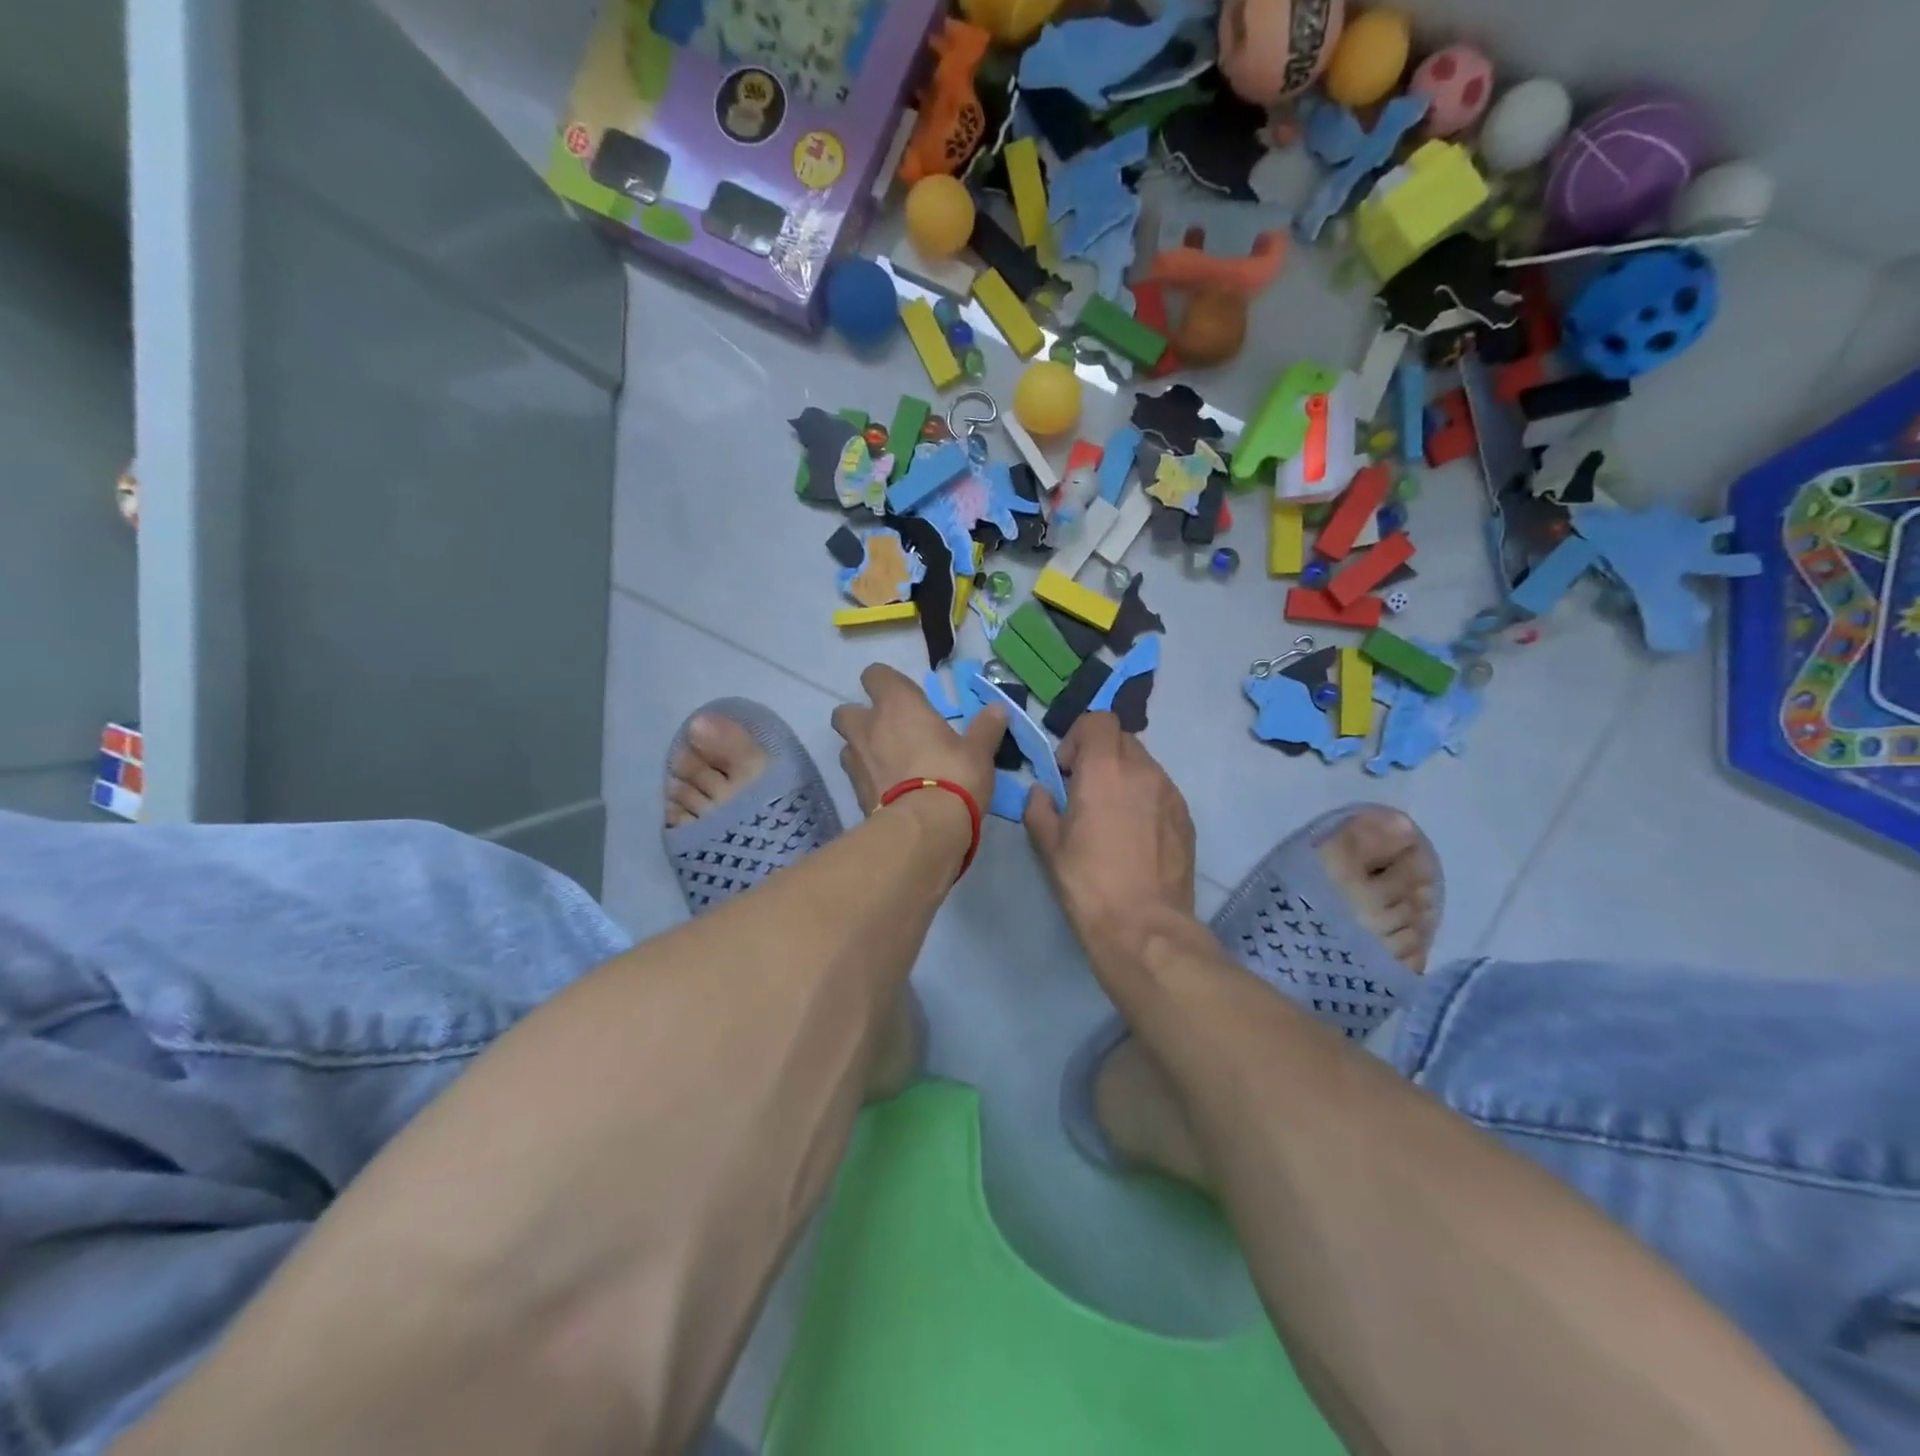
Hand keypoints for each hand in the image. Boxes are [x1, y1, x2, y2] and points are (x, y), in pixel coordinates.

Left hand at [831, 664, 1004, 818]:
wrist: (924, 828)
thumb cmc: (953, 775)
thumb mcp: (978, 751)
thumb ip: (986, 728)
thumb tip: (999, 709)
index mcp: (897, 705)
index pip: (876, 675)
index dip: (886, 684)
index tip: (906, 698)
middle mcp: (869, 727)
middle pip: (846, 711)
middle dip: (861, 718)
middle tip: (889, 732)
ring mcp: (856, 762)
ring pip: (848, 746)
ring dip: (862, 750)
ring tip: (888, 764)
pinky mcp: (854, 794)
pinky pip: (856, 778)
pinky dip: (868, 780)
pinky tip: (889, 792)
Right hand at [1024, 713, 1196, 947]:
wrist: (1144, 925)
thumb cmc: (1088, 882)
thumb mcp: (1048, 846)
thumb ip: (1039, 808)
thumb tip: (1042, 792)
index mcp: (1105, 769)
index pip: (1099, 720)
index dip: (1079, 737)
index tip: (1067, 769)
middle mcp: (1143, 771)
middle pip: (1122, 740)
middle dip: (1100, 755)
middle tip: (1085, 792)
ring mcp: (1170, 793)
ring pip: (1144, 766)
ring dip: (1124, 777)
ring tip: (1112, 817)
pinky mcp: (1187, 818)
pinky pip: (1161, 792)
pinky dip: (1144, 799)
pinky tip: (1134, 836)